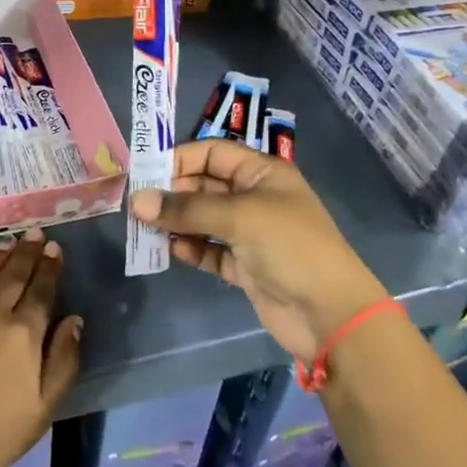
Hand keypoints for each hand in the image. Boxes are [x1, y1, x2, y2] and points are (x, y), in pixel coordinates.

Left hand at [0, 228, 83, 466]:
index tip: (55, 248)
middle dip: (27, 252)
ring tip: (10, 241)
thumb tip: (74, 320)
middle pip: (13, 275)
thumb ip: (62, 362)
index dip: (50, 268)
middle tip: (35, 233)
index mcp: (23, 335)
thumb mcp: (40, 412)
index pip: (41, 291)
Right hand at [130, 139, 386, 361]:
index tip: (144, 174)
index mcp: (261, 173)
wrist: (330, 314)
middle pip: (203, 186)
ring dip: (177, 223)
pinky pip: (209, 250)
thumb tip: (136, 201)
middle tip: (138, 207)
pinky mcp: (244, 265)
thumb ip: (186, 209)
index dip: (179, 160)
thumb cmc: (290, 247)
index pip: (212, 153)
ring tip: (146, 230)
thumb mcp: (238, 217)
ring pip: (202, 219)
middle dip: (172, 194)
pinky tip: (174, 252)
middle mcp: (254, 197)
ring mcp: (250, 233)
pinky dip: (192, 249)